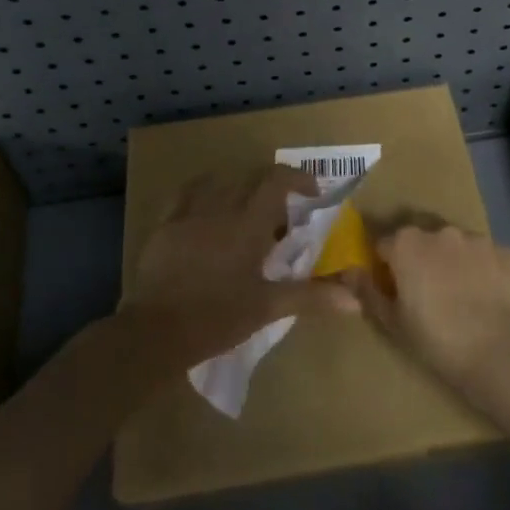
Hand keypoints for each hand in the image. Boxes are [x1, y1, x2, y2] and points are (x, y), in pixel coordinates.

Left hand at [120, 166, 357, 371]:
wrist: (156, 331)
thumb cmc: (217, 318)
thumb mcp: (267, 307)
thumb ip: (311, 296)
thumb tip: (353, 299)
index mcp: (248, 224)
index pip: (276, 180)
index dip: (298, 178)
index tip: (312, 193)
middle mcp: (220, 208)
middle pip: (249, 178)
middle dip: (270, 187)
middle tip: (281, 214)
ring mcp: (189, 213)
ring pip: (219, 182)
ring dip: (238, 188)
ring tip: (246, 210)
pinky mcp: (165, 224)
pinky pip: (185, 193)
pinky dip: (203, 192)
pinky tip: (206, 208)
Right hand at [340, 224, 509, 395]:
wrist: (499, 352)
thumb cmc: (436, 339)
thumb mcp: (392, 322)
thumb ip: (367, 292)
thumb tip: (348, 272)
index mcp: (406, 243)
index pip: (385, 245)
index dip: (386, 267)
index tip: (393, 289)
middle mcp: (440, 230)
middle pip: (421, 240)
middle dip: (420, 259)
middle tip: (426, 293)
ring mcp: (476, 238)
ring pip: (455, 245)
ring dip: (452, 261)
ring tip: (460, 296)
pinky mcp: (506, 252)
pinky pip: (486, 256)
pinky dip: (483, 270)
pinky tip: (487, 297)